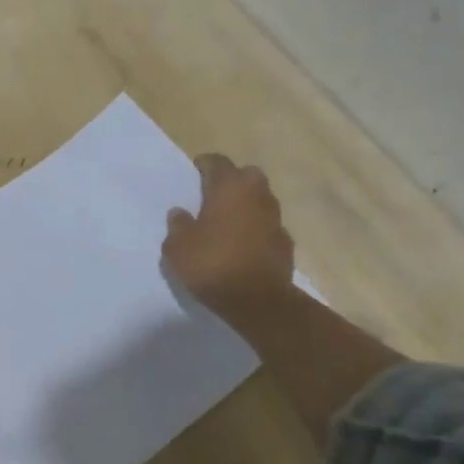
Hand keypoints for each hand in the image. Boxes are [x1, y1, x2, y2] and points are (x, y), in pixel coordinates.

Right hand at [163, 153, 295, 326]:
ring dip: (246, 206)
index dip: (204, 165)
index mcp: (229, 187)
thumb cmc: (212, 265)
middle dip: (232, 180)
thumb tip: (180, 213)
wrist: (258, 302)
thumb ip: (177, 225)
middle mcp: (257, 195)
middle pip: (246, 175)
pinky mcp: (286, 243)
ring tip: (227, 222)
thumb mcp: (177, 247)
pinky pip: (268, 226)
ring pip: (260, 200)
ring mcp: (275, 218)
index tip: (194, 172)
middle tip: (213, 196)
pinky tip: (243, 245)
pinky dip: (257, 230)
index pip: (217, 162)